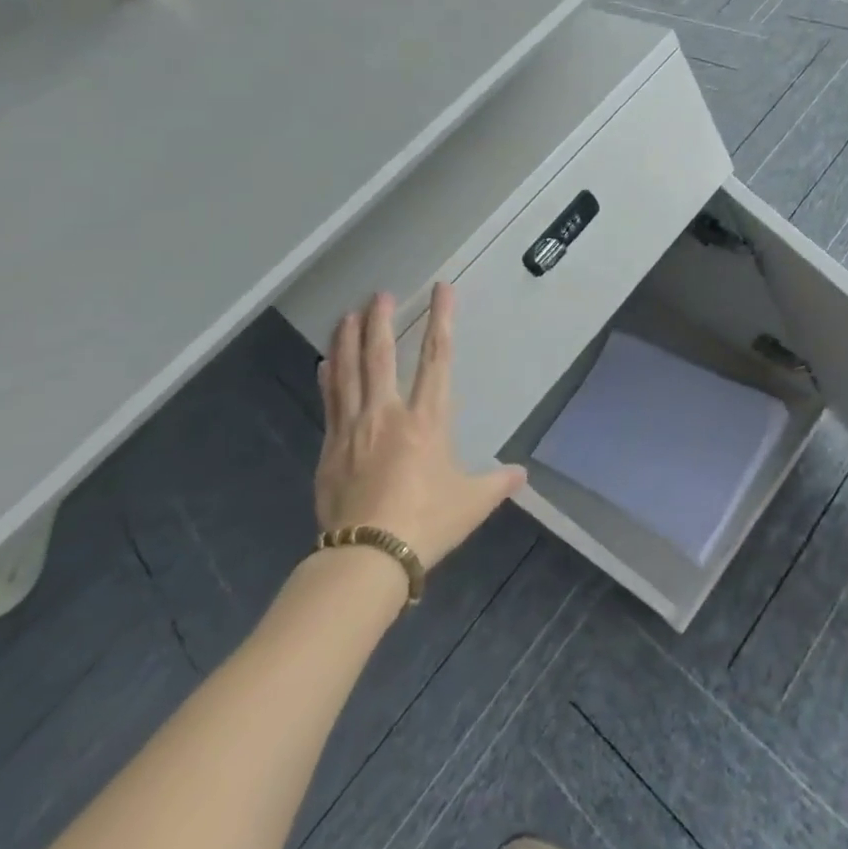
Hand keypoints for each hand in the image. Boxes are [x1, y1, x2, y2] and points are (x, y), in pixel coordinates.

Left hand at [314, 284, 525, 568]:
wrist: (367, 558)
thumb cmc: (426, 523)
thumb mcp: (471, 503)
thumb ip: (497, 484)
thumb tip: (522, 474)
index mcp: (427, 420)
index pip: (437, 358)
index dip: (441, 320)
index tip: (441, 290)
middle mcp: (388, 414)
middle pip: (382, 356)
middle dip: (381, 321)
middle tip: (380, 294)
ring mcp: (354, 429)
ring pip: (349, 373)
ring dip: (349, 340)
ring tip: (348, 314)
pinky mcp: (331, 449)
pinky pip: (330, 403)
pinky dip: (329, 378)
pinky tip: (326, 363)